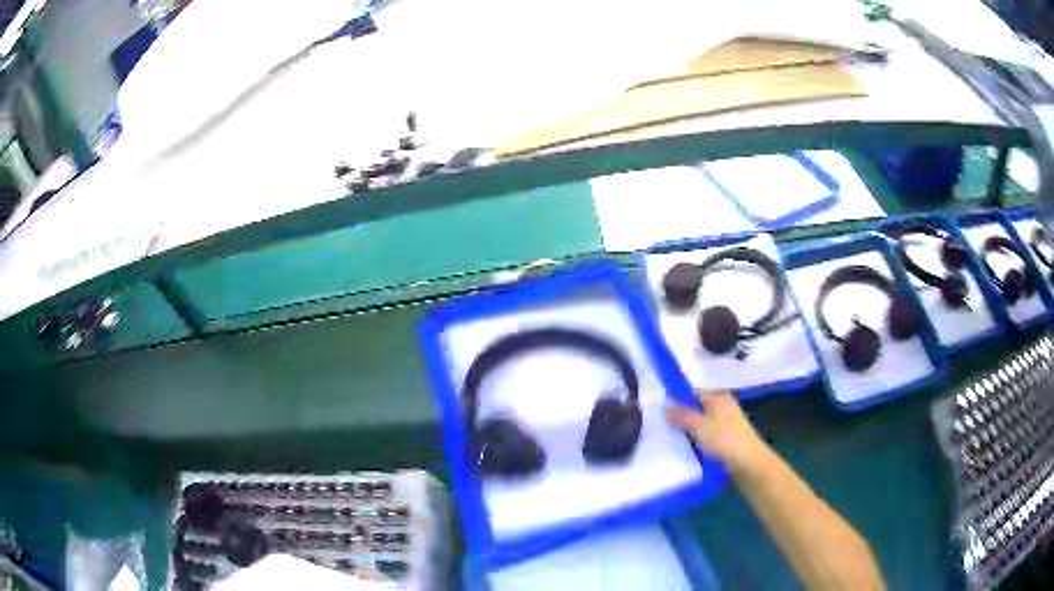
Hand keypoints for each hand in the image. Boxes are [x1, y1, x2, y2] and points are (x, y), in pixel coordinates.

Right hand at [665, 390, 768, 474]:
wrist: (748, 462)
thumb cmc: (724, 439)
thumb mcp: (698, 425)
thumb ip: (681, 414)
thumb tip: (664, 404)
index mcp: (719, 398)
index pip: (693, 393)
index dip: (677, 400)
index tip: (660, 411)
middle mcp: (724, 407)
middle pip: (698, 409)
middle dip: (682, 417)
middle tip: (662, 426)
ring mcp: (727, 423)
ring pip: (702, 424)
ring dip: (690, 431)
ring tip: (672, 439)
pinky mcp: (728, 439)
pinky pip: (708, 436)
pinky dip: (698, 440)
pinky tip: (688, 449)